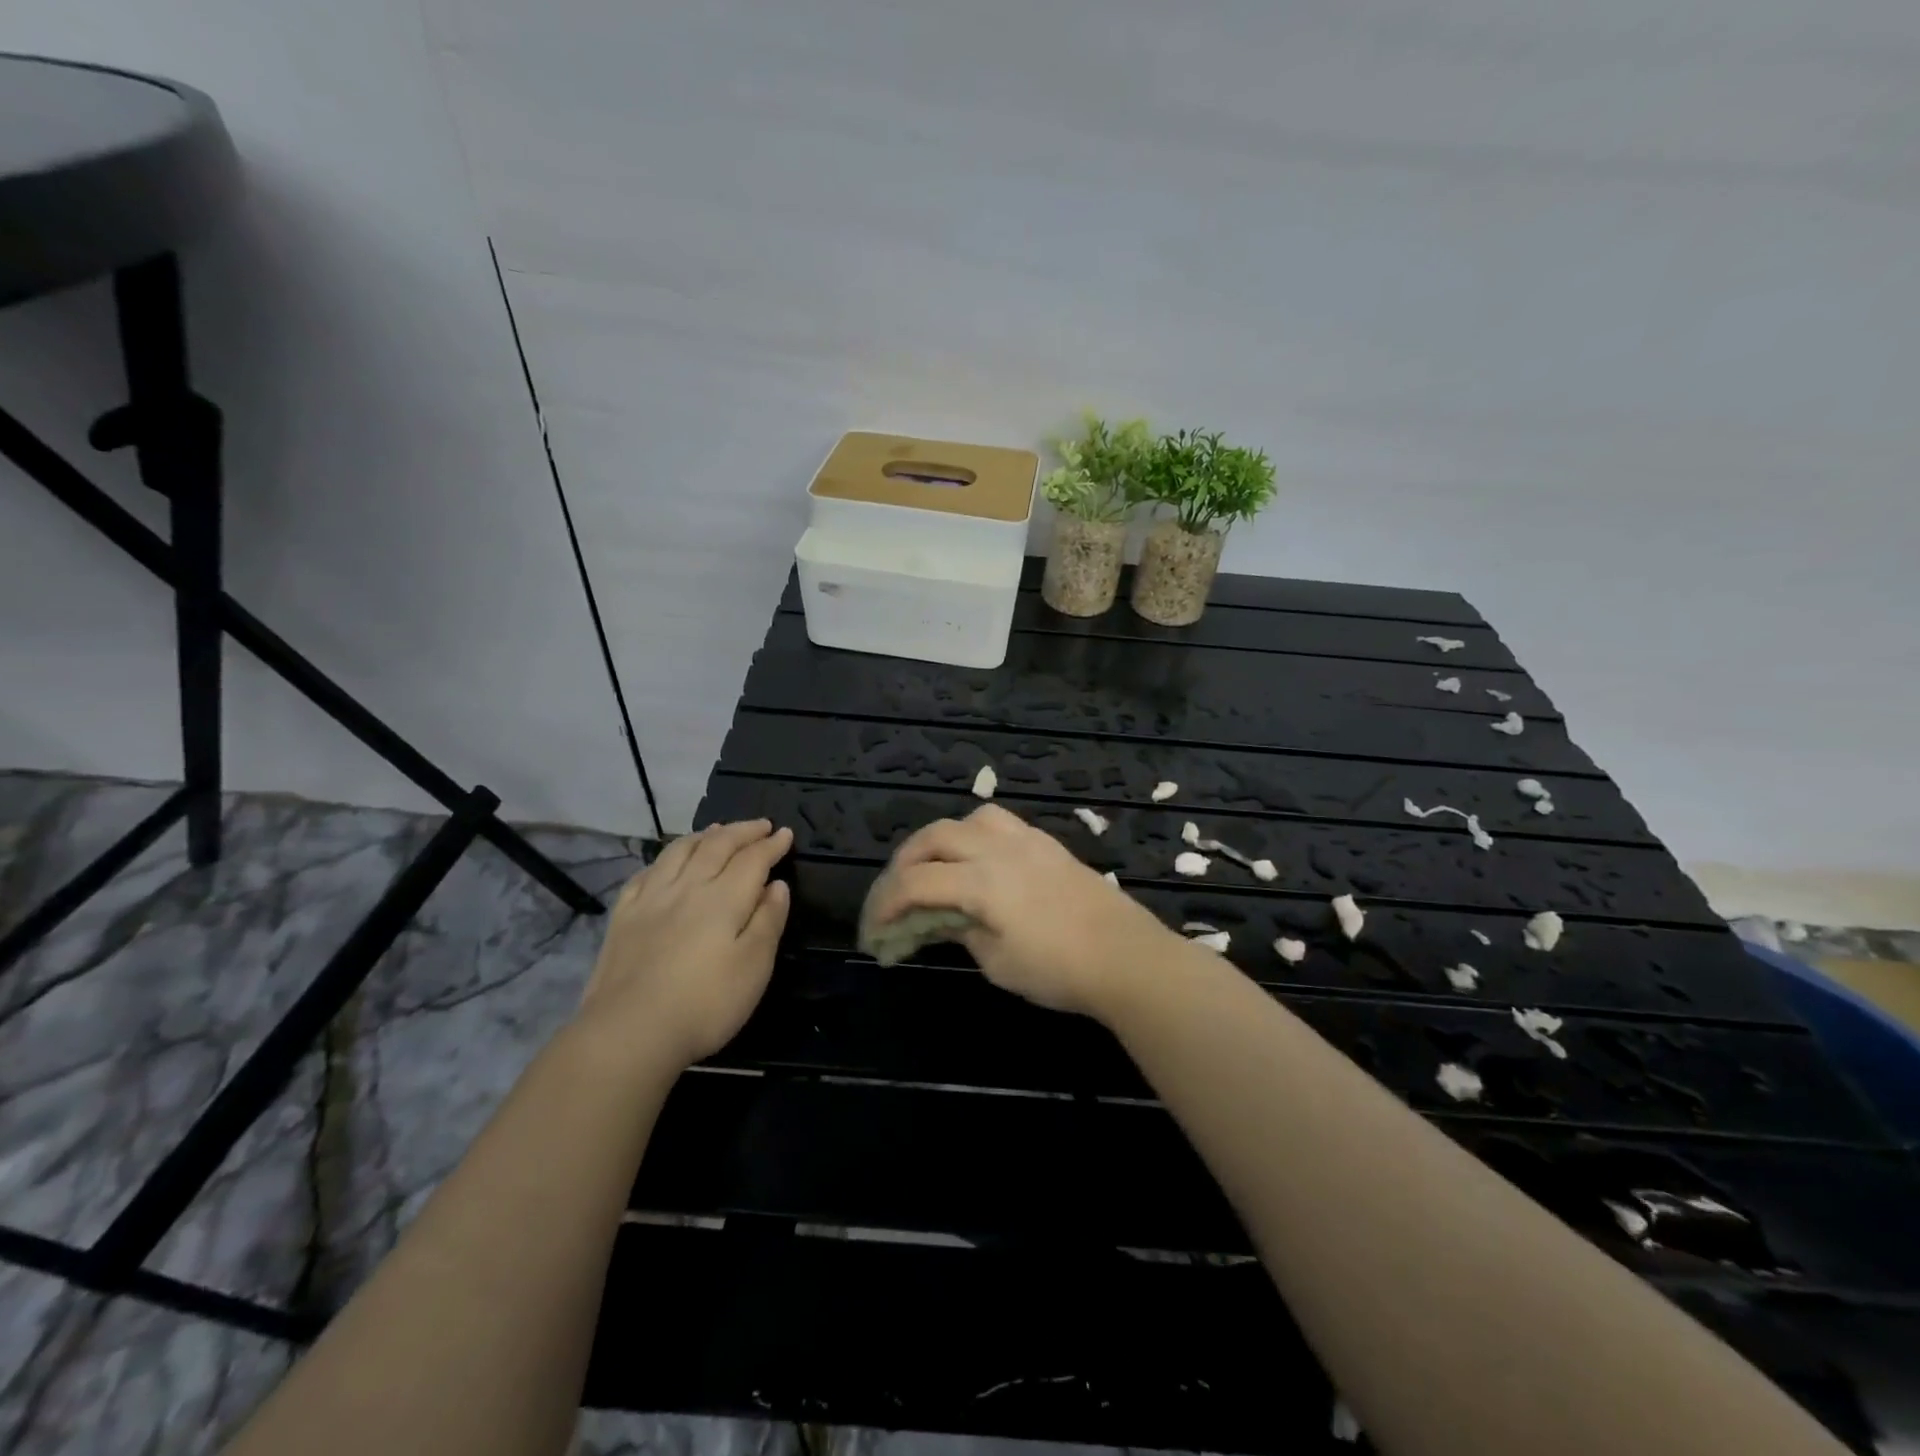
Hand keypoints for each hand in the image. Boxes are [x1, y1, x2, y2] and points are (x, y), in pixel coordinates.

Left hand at [577, 819, 791, 1067]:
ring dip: (704, 835)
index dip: (771, 845)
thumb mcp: (754, 966)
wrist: (629, 1032)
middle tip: (760, 825)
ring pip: (680, 851)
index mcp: (724, 898)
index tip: (785, 833)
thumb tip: (777, 885)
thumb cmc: (705, 1004)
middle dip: (742, 831)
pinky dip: (665, 859)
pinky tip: (668, 862)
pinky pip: (646, 873)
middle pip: (717, 845)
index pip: (752, 859)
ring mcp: (651, 899)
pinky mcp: (623, 916)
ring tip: (718, 829)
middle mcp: (688, 887)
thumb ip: (768, 920)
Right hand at [864, 804, 1180, 1014]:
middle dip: (904, 864)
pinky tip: (978, 864)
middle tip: (894, 894)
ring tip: (935, 869)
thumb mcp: (998, 962)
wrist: (1127, 957)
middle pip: (935, 837)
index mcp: (982, 880)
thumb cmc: (1059, 970)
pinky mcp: (1048, 844)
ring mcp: (1027, 840)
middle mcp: (999, 848)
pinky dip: (973, 837)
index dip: (886, 904)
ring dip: (940, 841)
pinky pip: (999, 823)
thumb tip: (941, 917)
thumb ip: (961, 931)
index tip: (874, 931)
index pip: (916, 882)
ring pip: (968, 819)